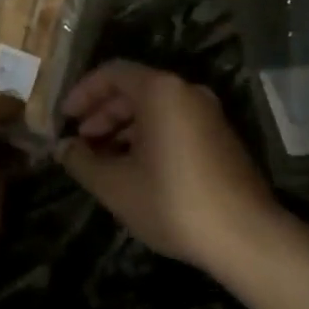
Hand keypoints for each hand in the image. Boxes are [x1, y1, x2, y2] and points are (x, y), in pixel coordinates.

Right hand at [57, 61, 277, 270]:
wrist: (246, 236)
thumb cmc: (172, 201)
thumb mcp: (114, 184)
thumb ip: (81, 161)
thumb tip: (63, 148)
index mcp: (160, 91)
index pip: (112, 72)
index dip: (83, 93)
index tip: (65, 118)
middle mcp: (186, 92)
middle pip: (134, 89)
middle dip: (102, 113)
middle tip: (80, 141)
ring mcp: (208, 114)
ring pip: (155, 109)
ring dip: (123, 128)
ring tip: (102, 160)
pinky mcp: (220, 138)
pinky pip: (174, 124)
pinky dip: (148, 137)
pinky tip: (135, 169)